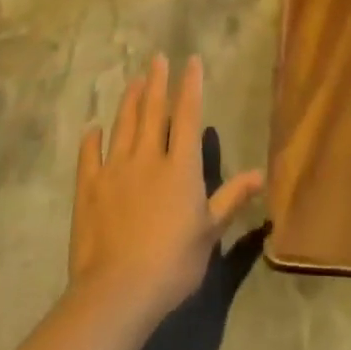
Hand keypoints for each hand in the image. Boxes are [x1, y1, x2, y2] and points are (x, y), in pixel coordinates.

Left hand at [69, 55, 263, 324]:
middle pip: (152, 111)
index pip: (187, 116)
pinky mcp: (89, 189)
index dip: (190, 86)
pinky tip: (92, 129)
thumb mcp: (210, 232)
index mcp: (180, 166)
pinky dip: (91, 141)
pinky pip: (90, 157)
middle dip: (157, 83)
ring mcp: (115, 170)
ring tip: (134, 81)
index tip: (191, 60)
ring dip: (129, 101)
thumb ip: (231, 198)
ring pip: (123, 126)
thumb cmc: (173, 263)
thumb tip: (261, 174)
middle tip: (157, 58)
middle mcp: (148, 158)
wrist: (118, 291)